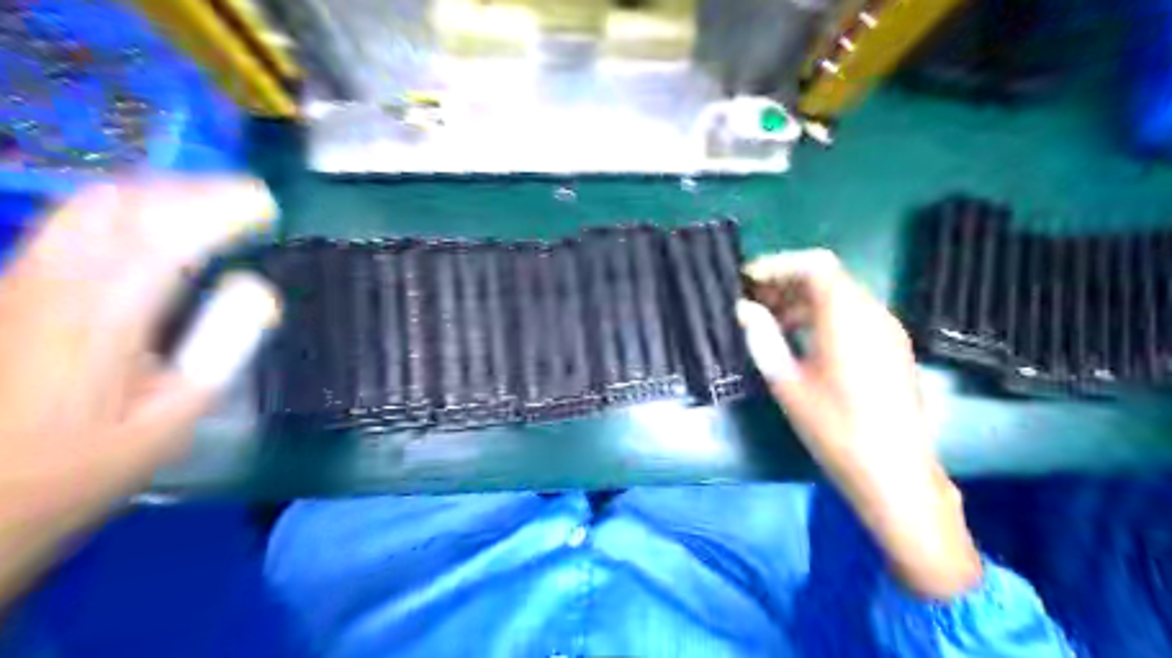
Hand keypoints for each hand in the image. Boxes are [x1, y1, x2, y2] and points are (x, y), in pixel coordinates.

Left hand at [0, 176, 277, 600]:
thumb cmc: (82, 465)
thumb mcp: (170, 420)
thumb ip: (219, 351)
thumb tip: (260, 291)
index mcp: (102, 318)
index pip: (167, 236)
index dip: (222, 209)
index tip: (268, 206)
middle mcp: (55, 282)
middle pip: (120, 203)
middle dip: (192, 189)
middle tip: (247, 201)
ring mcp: (25, 279)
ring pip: (92, 205)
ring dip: (162, 193)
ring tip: (213, 205)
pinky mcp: (15, 285)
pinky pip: (77, 223)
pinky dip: (132, 209)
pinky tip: (161, 227)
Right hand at [740, 250, 982, 598]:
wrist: (895, 473)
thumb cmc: (835, 428)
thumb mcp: (787, 383)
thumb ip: (763, 338)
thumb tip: (744, 309)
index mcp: (847, 317)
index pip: (815, 265)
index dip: (778, 265)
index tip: (749, 280)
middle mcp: (873, 314)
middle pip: (829, 277)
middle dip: (787, 282)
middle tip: (754, 301)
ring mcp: (888, 330)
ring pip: (842, 296)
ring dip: (804, 300)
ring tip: (772, 322)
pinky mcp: (893, 348)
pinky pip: (855, 315)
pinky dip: (824, 315)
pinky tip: (803, 341)